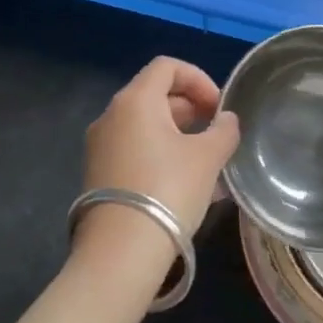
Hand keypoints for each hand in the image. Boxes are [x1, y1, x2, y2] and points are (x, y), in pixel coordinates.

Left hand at [79, 58, 239, 254]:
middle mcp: (111, 116)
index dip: (198, 78)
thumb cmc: (168, 191)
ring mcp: (99, 146)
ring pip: (145, 125)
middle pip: (154, 94)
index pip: (167, 67)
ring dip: (177, 134)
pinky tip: (184, 183)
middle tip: (214, 133)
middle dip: (190, 108)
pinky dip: (159, 154)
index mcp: (135, 100)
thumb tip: (226, 120)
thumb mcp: (208, 157)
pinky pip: (134, 149)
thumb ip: (223, 130)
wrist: (120, 255)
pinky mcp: (97, 175)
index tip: (218, 107)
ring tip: (205, 162)